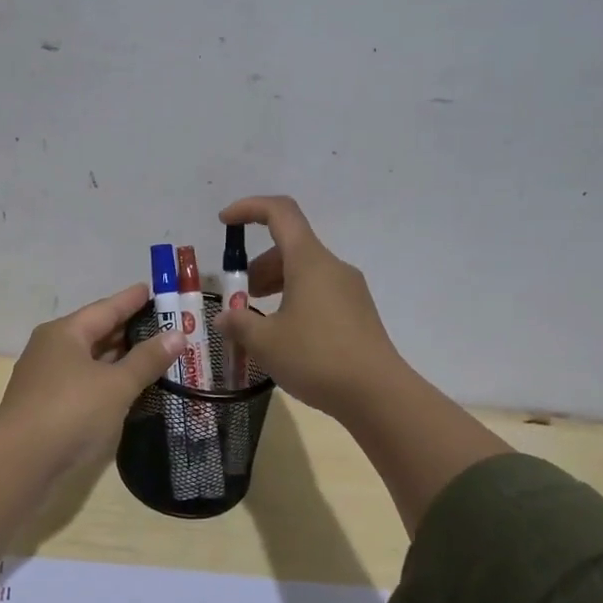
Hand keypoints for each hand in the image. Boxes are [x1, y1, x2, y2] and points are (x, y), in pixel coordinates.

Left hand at [0, 283, 186, 473]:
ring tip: (148, 353)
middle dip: (126, 329)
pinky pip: (82, 381)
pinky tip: (122, 387)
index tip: (151, 290)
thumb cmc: (72, 411)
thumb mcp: (117, 384)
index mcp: (65, 333)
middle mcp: (50, 348)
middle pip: (94, 332)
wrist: (21, 460)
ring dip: (116, 357)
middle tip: (160, 324)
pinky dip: (104, 380)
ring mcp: (44, 378)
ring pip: (87, 359)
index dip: (130, 300)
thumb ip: (147, 360)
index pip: (105, 309)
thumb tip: (177, 334)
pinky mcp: (44, 405)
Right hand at [213, 195, 404, 419]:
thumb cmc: (317, 358)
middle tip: (239, 297)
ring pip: (305, 271)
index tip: (225, 222)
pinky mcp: (358, 313)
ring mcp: (350, 290)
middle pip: (290, 247)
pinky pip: (319, 292)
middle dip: (257, 265)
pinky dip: (294, 299)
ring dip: (275, 284)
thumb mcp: (266, 342)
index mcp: (309, 261)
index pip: (280, 212)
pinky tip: (285, 335)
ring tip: (257, 319)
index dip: (249, 208)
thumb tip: (224, 318)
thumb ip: (239, 324)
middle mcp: (332, 267)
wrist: (377, 394)